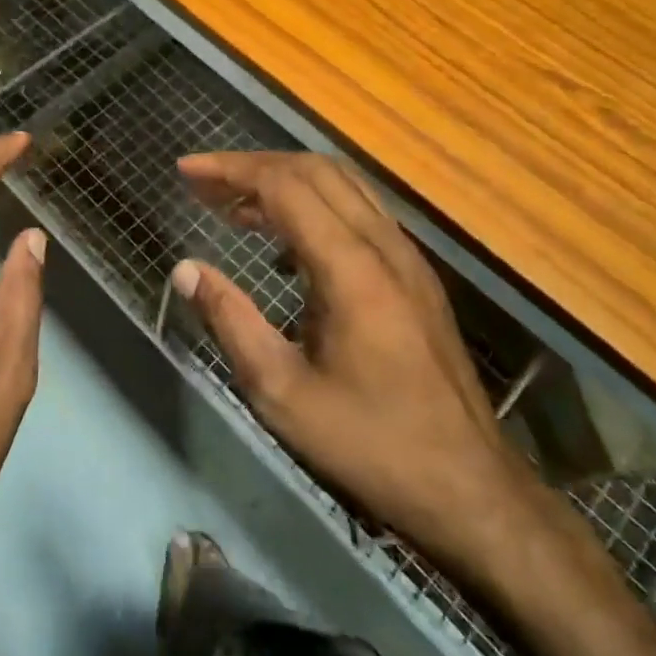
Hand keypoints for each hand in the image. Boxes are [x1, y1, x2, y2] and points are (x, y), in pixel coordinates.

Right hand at [174, 151, 541, 577]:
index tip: (186, 170)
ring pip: (342, 184)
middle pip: (315, 170)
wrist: (470, 489)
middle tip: (204, 182)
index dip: (231, 170)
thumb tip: (186, 268)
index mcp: (351, 269)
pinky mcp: (416, 275)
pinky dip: (315, 203)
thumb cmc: (369, 443)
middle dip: (253, 166)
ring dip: (285, 180)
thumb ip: (231, 321)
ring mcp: (408, 257)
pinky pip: (360, 211)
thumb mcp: (282, 393)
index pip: (285, 186)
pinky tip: (285, 243)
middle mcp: (385, 245)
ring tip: (234, 205)